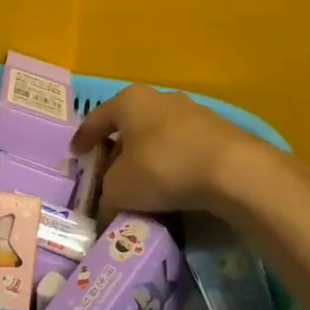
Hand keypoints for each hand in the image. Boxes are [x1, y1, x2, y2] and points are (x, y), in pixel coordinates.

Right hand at [71, 84, 276, 219]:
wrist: (233, 170)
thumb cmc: (162, 167)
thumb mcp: (120, 189)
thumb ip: (106, 198)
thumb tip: (107, 212)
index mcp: (129, 100)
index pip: (96, 119)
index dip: (83, 139)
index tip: (76, 155)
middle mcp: (160, 98)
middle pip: (130, 126)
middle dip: (118, 150)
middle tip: (110, 175)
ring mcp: (193, 112)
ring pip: (159, 136)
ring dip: (149, 158)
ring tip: (145, 185)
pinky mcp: (219, 131)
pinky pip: (184, 148)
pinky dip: (174, 165)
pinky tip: (175, 187)